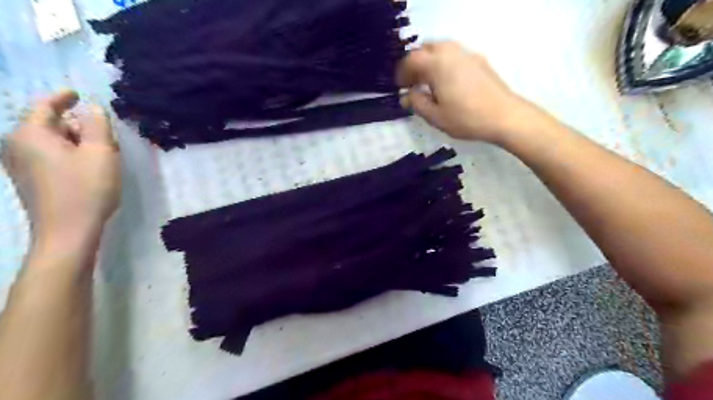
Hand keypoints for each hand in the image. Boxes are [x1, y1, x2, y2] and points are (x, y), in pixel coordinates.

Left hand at [2, 91, 120, 252]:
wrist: (68, 231)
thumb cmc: (87, 188)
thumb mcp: (101, 152)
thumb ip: (98, 125)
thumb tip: (93, 108)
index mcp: (31, 134)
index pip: (45, 106)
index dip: (62, 97)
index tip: (77, 94)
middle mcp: (17, 146)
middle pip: (49, 125)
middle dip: (77, 126)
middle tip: (105, 136)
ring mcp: (19, 166)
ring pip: (51, 143)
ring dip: (76, 142)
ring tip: (101, 154)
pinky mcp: (29, 181)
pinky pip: (48, 157)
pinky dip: (68, 155)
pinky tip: (88, 168)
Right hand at [396, 40, 546, 143]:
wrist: (505, 116)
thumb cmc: (466, 118)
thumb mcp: (436, 116)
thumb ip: (417, 104)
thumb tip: (406, 96)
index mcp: (437, 65)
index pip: (412, 59)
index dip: (402, 72)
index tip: (400, 87)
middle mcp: (451, 53)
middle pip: (427, 48)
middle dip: (416, 63)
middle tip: (413, 82)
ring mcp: (467, 55)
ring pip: (442, 48)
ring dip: (431, 61)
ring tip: (429, 82)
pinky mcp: (479, 61)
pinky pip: (455, 55)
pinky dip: (445, 63)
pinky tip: (448, 82)